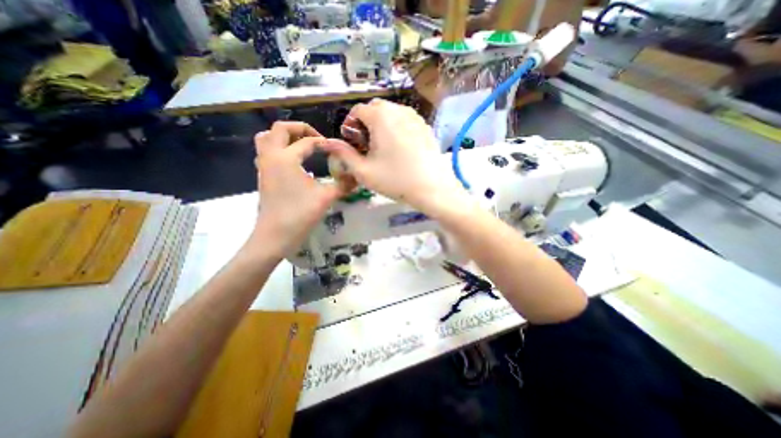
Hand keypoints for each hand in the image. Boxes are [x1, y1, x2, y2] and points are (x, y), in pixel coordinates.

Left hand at [250, 121, 347, 256]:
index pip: (307, 141)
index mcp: (286, 158)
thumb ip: (343, 184)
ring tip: (303, 145)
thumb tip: (357, 177)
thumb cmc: (300, 214)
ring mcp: (264, 166)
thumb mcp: (326, 197)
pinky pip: (266, 152)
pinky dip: (279, 148)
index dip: (323, 142)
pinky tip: (295, 161)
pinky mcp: (263, 176)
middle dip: (299, 128)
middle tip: (317, 138)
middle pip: (279, 129)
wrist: (275, 235)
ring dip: (285, 136)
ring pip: (267, 138)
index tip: (336, 149)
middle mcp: (271, 156)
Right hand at [320, 100, 464, 215]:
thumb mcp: (364, 171)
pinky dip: (397, 128)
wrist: (432, 188)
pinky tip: (400, 148)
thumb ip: (344, 154)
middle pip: (375, 108)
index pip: (357, 110)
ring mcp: (415, 117)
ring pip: (392, 113)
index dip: (350, 126)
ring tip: (383, 147)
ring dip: (382, 125)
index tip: (352, 143)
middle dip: (366, 123)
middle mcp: (399, 110)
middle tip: (367, 145)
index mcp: (381, 116)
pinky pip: (406, 121)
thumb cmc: (395, 180)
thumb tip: (329, 143)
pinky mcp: (426, 127)